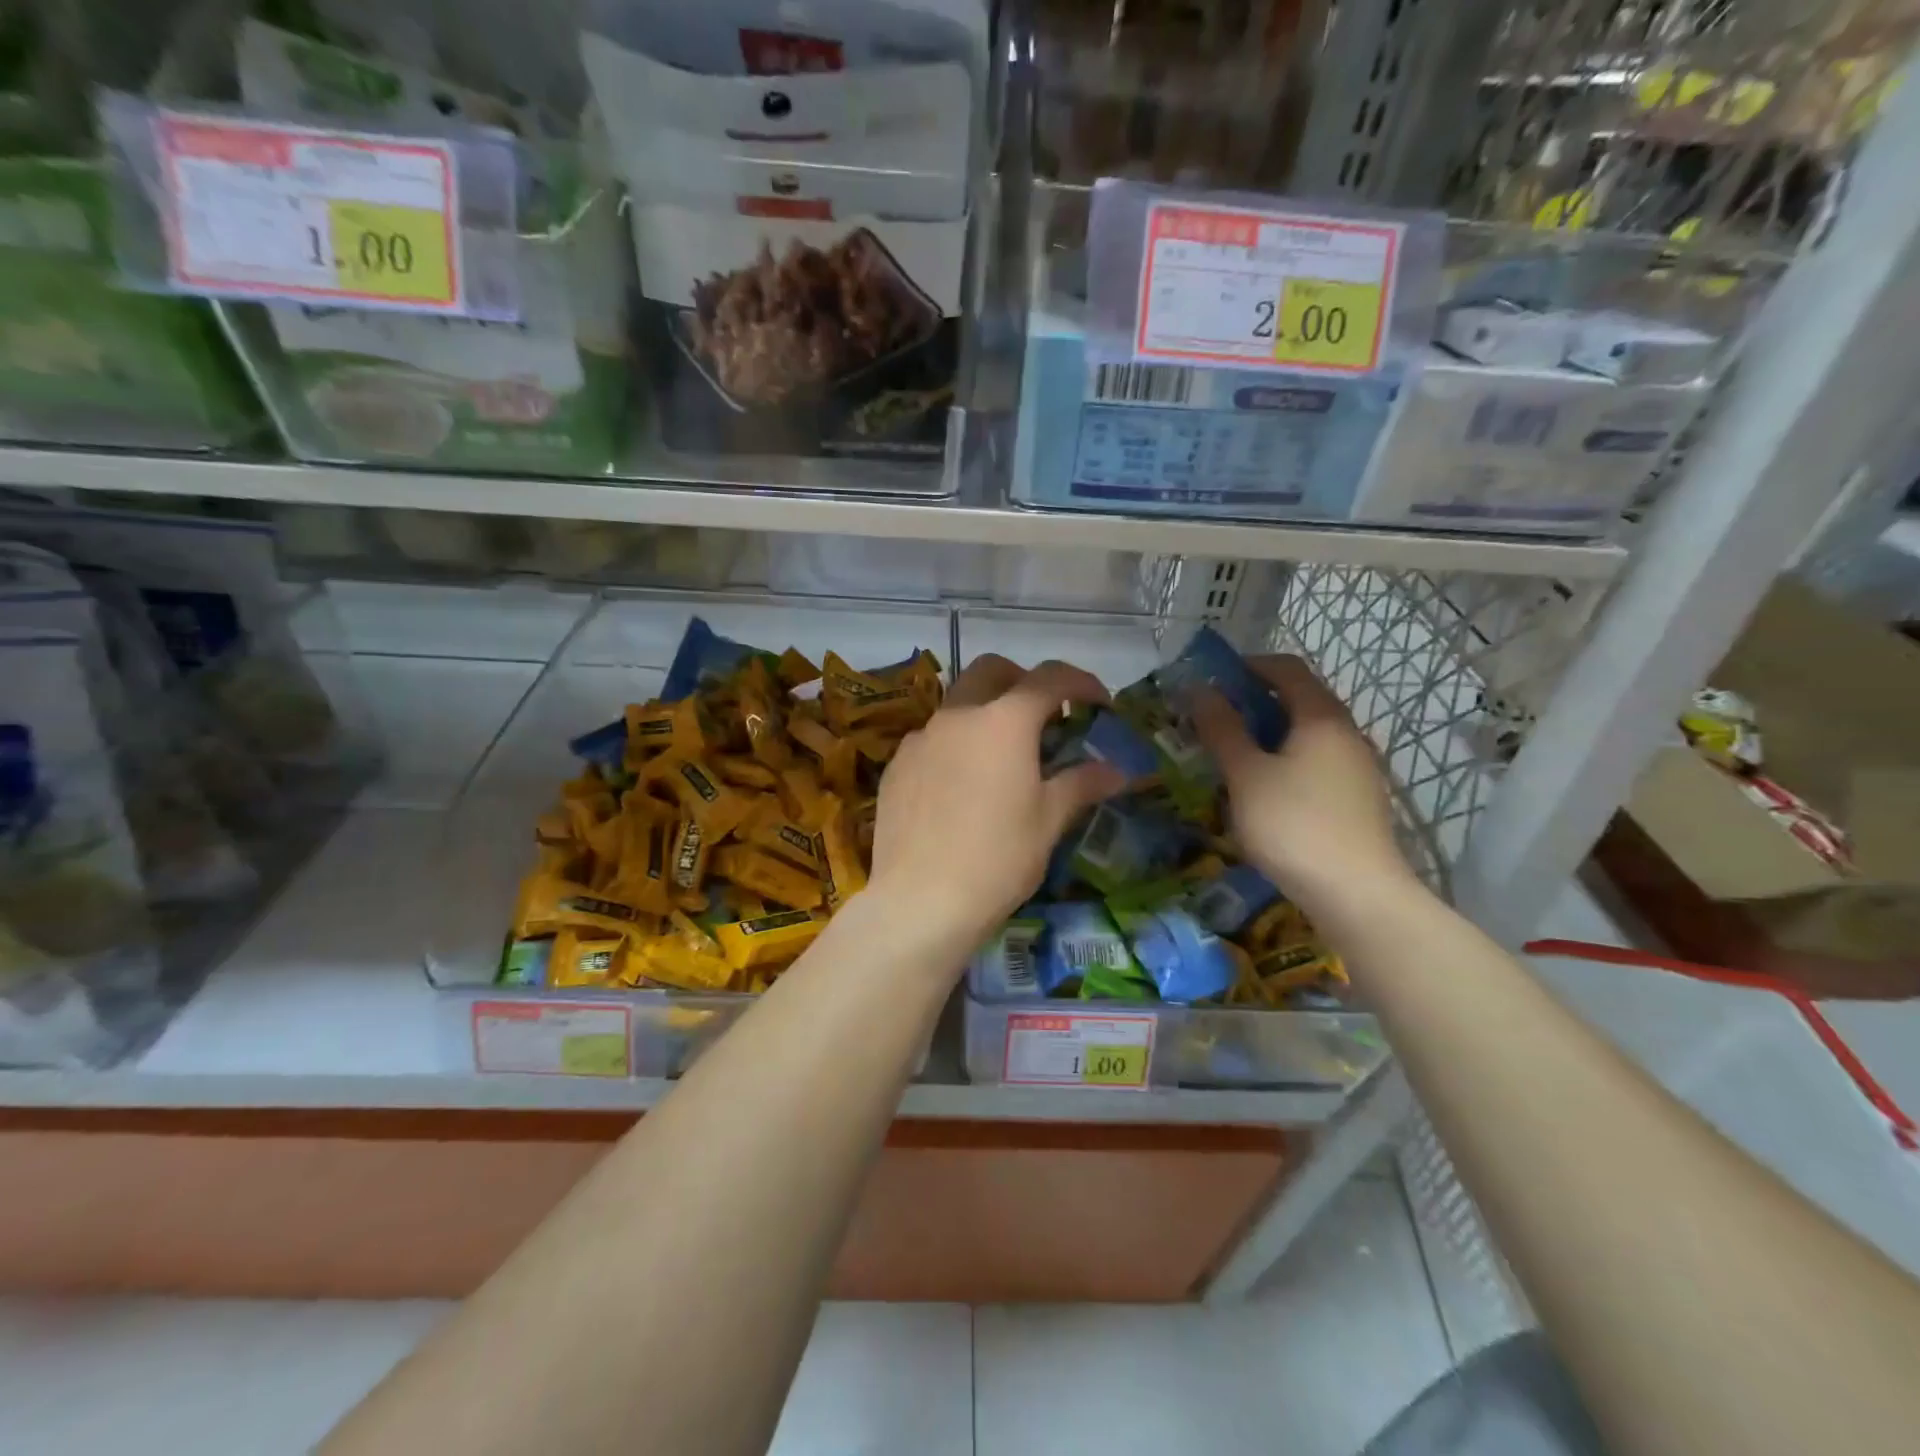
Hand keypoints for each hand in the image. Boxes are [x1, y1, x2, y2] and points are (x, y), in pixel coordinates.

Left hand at [870, 655, 1124, 949]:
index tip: (1100, 703)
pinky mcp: (896, 765)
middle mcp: (958, 716)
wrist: (920, 901)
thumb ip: (1081, 784)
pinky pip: (932, 738)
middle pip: (992, 671)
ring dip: (986, 712)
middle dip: (1024, 681)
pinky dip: (956, 744)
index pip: (1049, 678)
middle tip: (1046, 716)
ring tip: (1003, 756)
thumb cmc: (998, 859)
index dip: (1081, 682)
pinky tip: (962, 785)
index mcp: (1003, 722)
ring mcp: (920, 738)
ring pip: (957, 703)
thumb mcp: (1049, 821)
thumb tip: (1115, 771)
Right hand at [1193, 654, 1414, 916]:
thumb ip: (1222, 729)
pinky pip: (1317, 762)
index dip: (1248, 665)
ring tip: (1232, 755)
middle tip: (1214, 719)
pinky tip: (1263, 789)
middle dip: (1254, 701)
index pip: (1287, 668)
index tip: (1212, 679)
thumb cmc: (1293, 824)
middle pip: (1300, 699)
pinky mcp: (1358, 798)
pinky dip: (1286, 759)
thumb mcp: (1246, 774)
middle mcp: (1347, 733)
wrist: (1356, 894)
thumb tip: (1200, 689)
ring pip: (1308, 734)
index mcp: (1322, 717)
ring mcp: (1358, 767)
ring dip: (1269, 733)